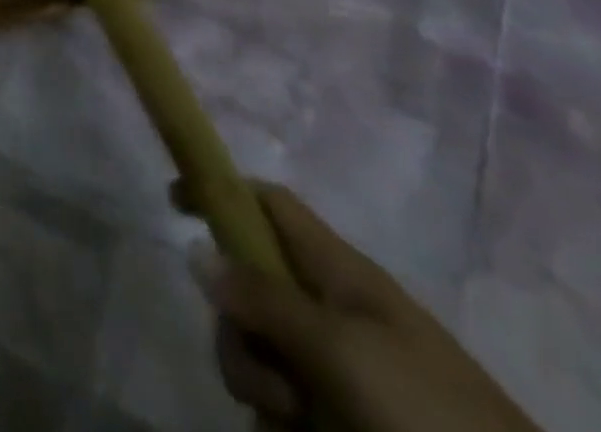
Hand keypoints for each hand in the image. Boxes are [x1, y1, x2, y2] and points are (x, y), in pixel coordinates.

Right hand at [175, 180, 538, 431]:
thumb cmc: (428, 415)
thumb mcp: (341, 349)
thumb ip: (264, 299)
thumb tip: (196, 250)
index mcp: (339, 272)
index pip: (268, 203)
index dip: (220, 191)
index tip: (172, 205)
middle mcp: (333, 311)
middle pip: (250, 287)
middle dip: (239, 331)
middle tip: (268, 381)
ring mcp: (341, 370)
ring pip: (262, 352)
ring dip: (259, 385)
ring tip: (297, 428)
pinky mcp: (345, 421)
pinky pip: (284, 405)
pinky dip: (279, 423)